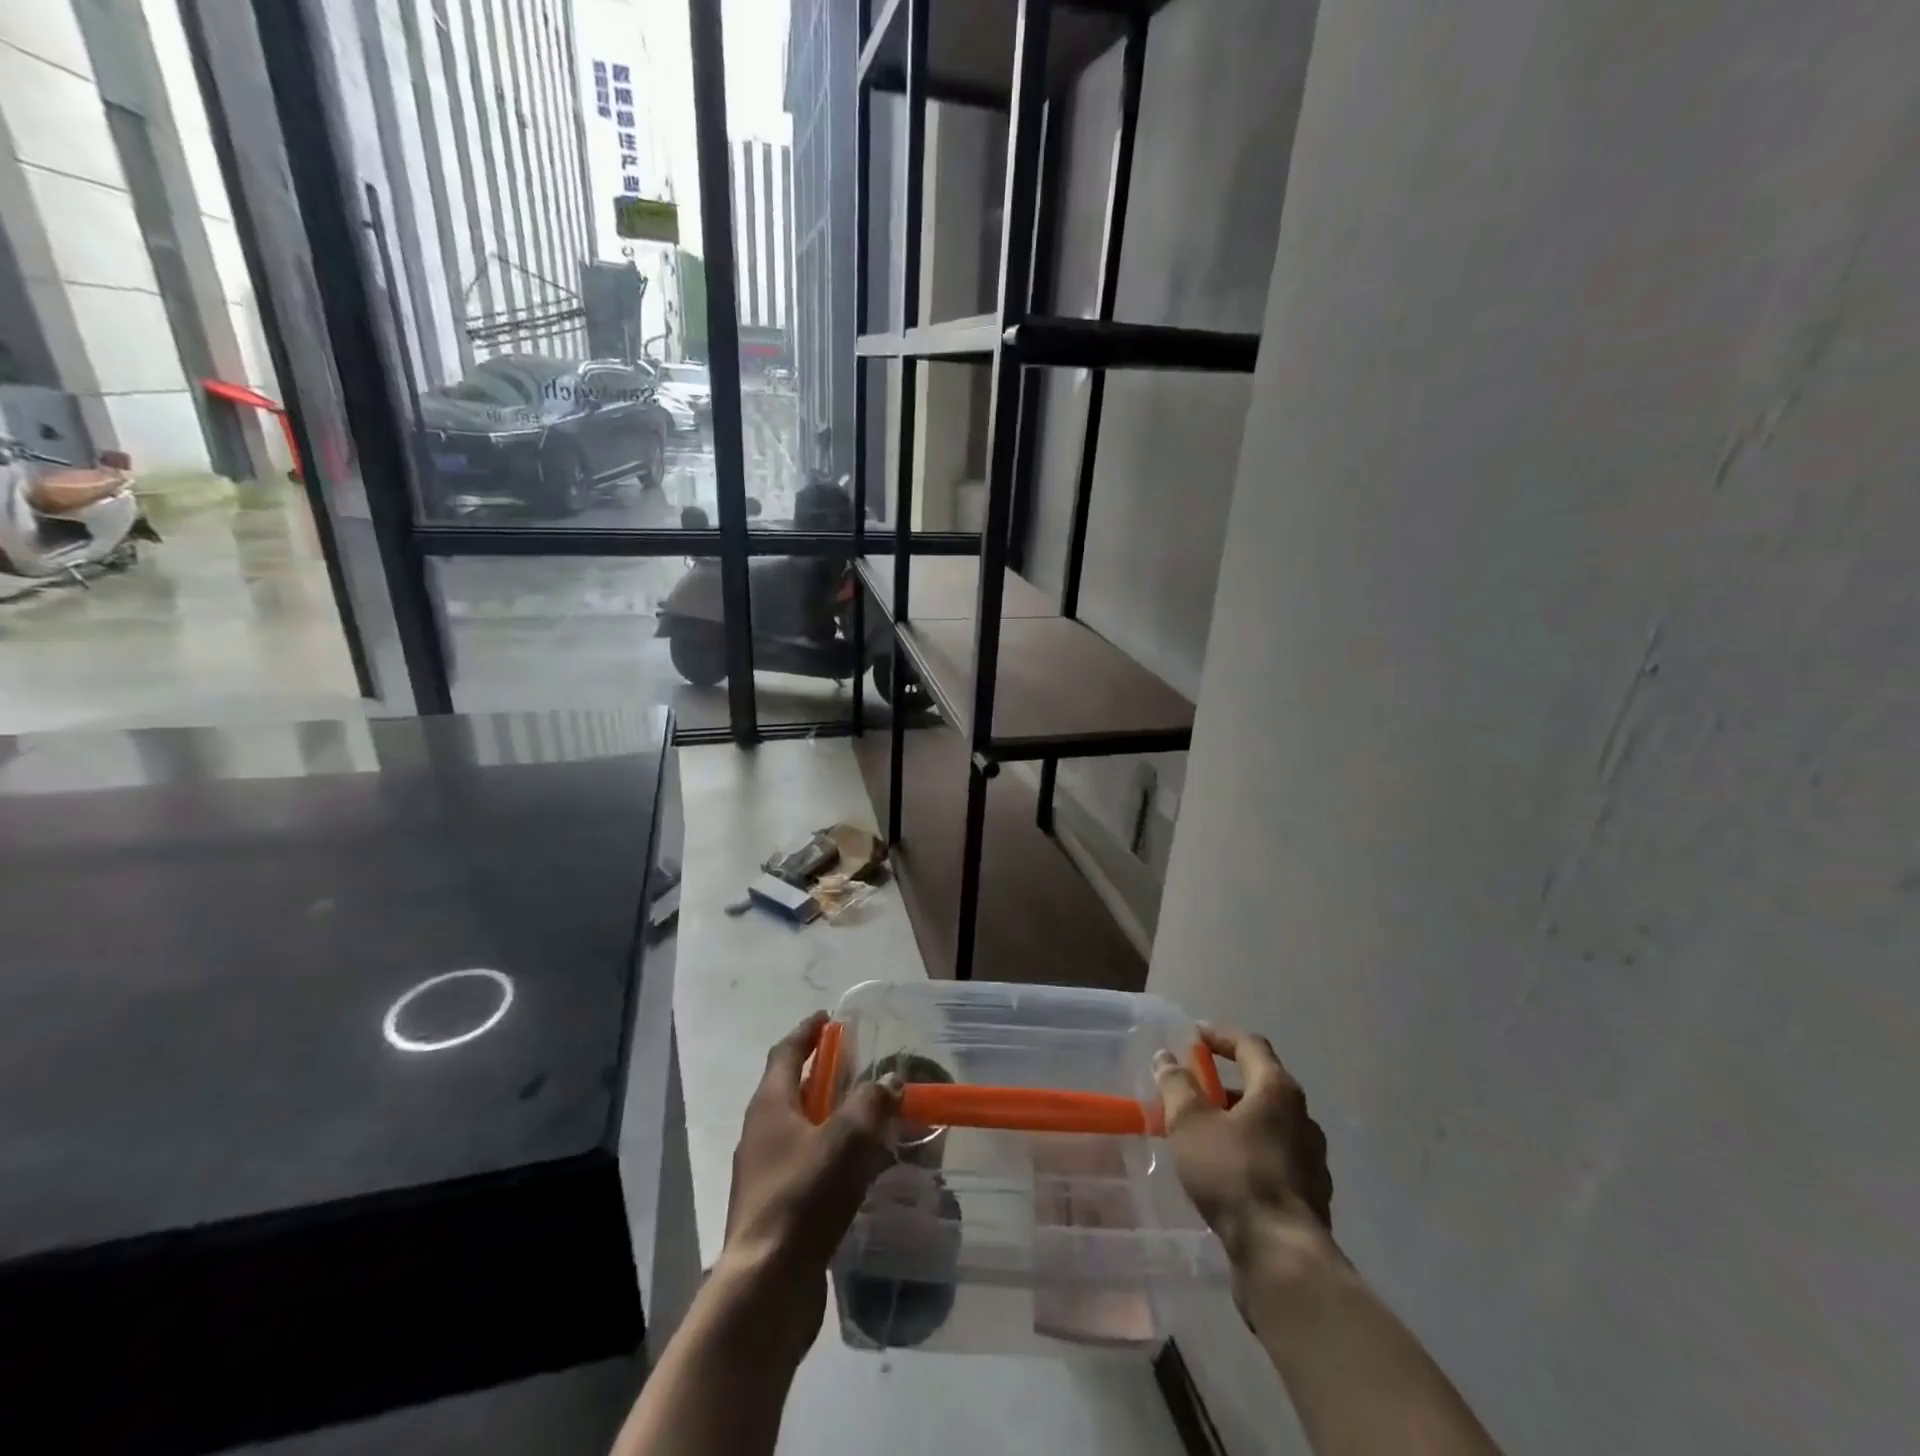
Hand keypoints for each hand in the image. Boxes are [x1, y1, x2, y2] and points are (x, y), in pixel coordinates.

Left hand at [720, 1012, 900, 1342]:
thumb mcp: (846, 1140)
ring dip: (830, 1116)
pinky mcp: (777, 1209)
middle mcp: (761, 1133)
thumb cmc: (803, 1198)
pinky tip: (860, 1168)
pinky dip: (832, 1154)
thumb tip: (889, 1080)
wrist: (766, 1288)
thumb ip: (871, 1103)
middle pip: (792, 1089)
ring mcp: (765, 1174)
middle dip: (823, 1073)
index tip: (828, 1017)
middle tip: (857, 1063)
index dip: (807, 1032)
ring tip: (867, 1115)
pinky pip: (808, 1165)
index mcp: (770, 1106)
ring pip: (801, 1129)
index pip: (786, 1053)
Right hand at [1154, 1024, 1333, 1269]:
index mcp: (1278, 1090)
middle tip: (1193, 1090)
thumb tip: (1166, 1058)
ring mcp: (1312, 1160)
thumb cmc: (1234, 1174)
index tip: (1194, 1035)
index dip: (1220, 1035)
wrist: (1282, 1257)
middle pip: (1262, 1085)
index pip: (1250, 1044)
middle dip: (1225, 1084)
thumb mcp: (1190, 1123)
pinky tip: (1225, 1172)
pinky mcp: (1310, 1196)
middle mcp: (1302, 1118)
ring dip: (1237, 1121)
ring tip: (1203, 1135)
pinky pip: (1275, 1159)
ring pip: (1269, 1126)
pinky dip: (1249, 1153)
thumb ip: (1176, 1085)